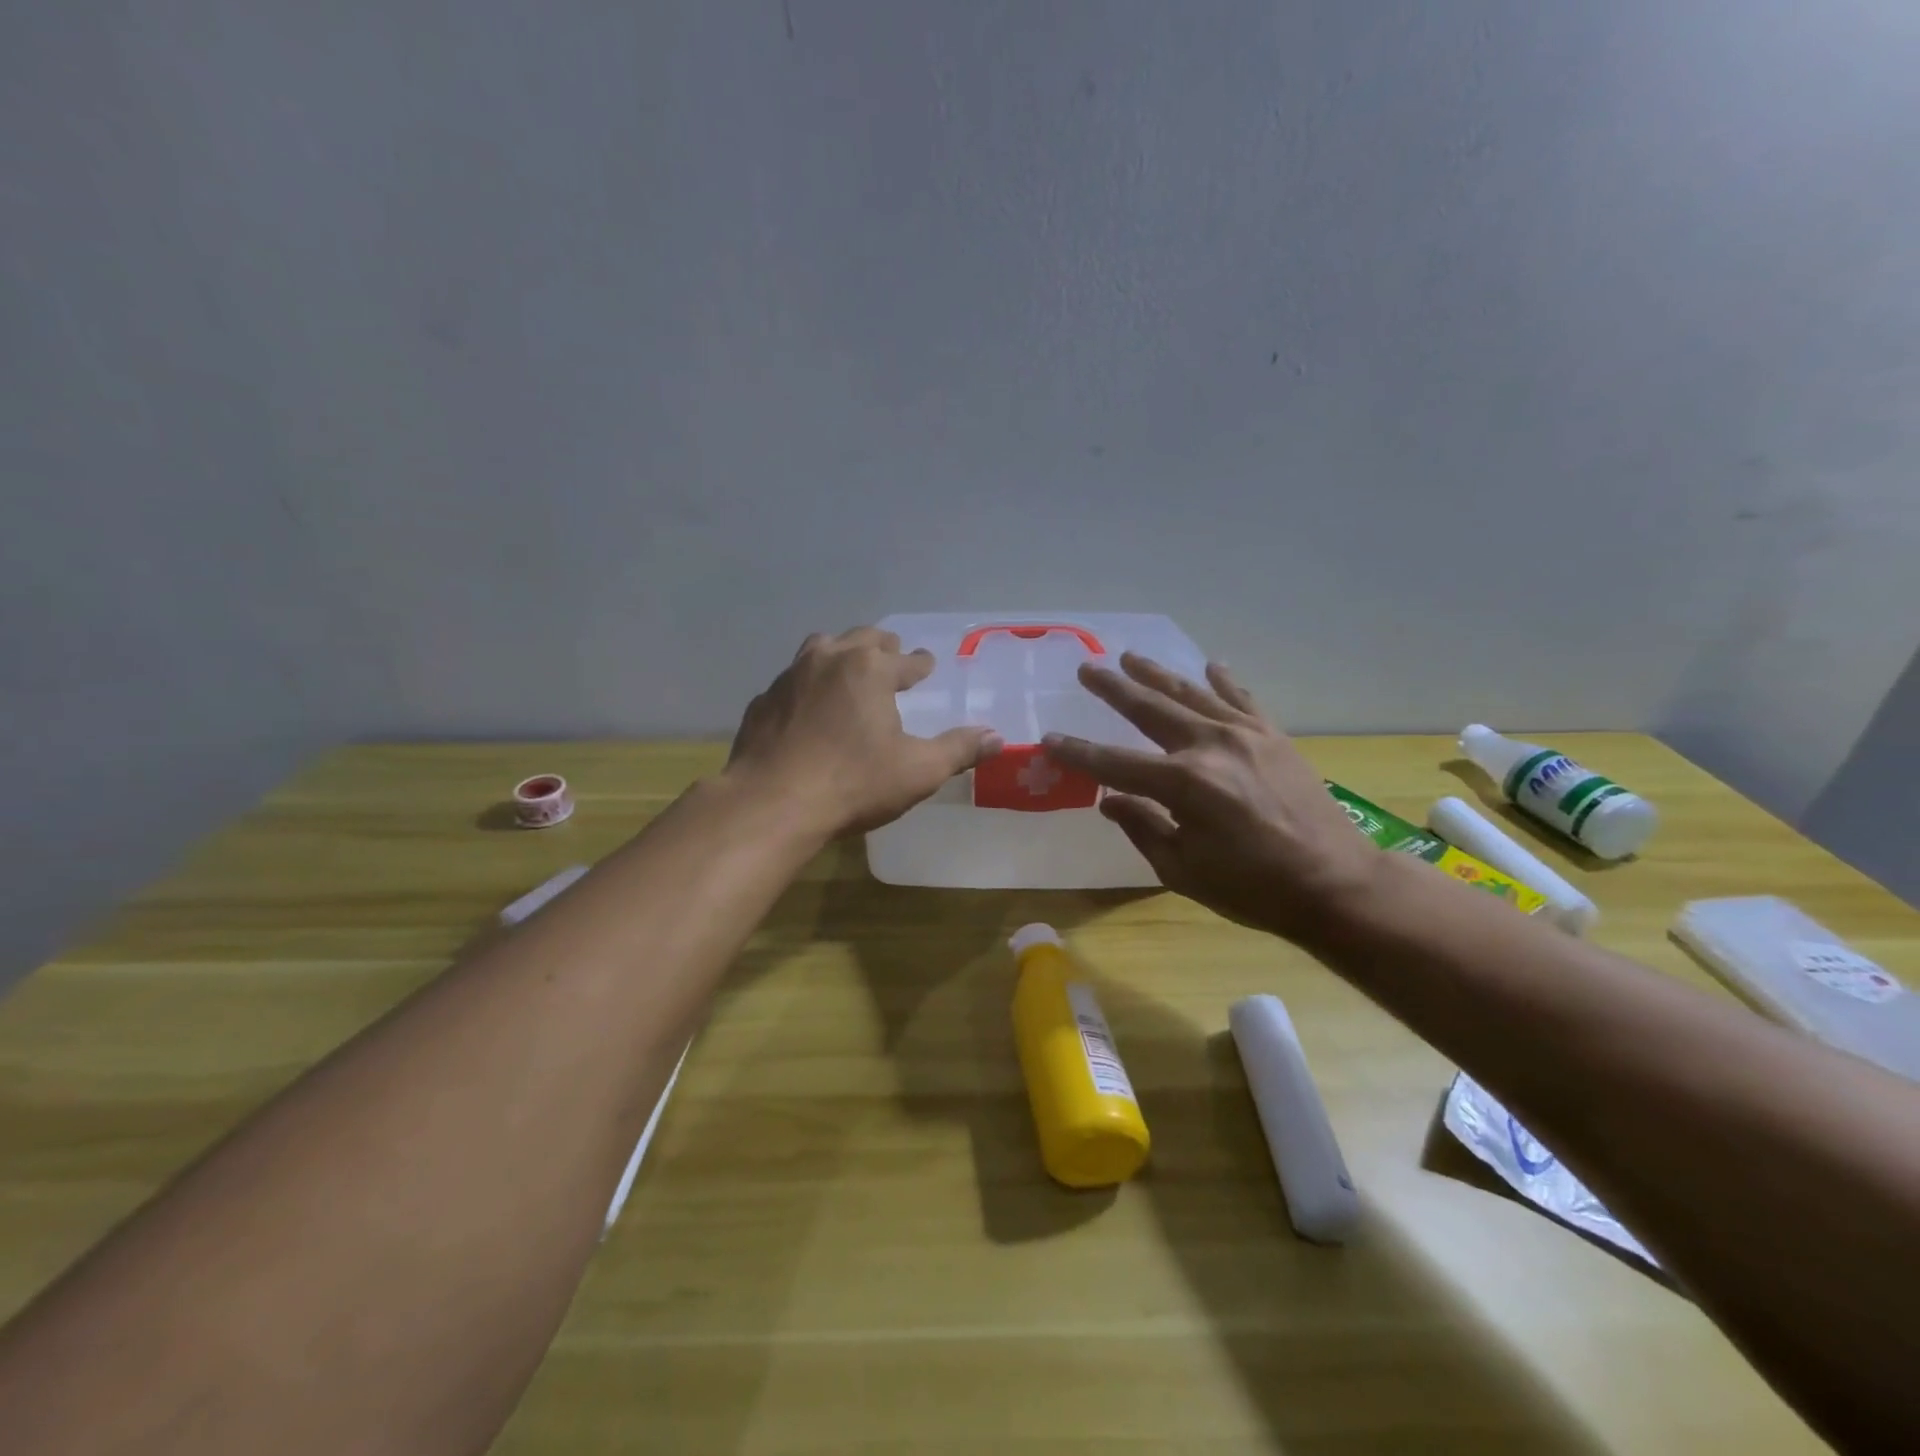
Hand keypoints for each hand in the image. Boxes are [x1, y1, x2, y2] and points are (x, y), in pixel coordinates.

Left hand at [727, 627, 1002, 837]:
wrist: (772, 803)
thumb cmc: (853, 783)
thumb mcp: (918, 770)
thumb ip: (959, 749)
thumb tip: (997, 737)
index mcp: (870, 669)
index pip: (906, 659)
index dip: (920, 663)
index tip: (927, 664)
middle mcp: (829, 660)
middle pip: (861, 639)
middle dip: (881, 647)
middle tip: (891, 655)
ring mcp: (789, 678)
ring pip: (820, 649)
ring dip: (840, 654)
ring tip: (849, 667)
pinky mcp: (763, 702)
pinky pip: (791, 682)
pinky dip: (806, 685)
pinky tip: (807, 706)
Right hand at [1042, 654, 1379, 941]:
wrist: (1335, 884)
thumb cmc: (1253, 887)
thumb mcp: (1183, 870)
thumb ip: (1142, 827)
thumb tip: (1108, 800)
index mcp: (1183, 783)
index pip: (1114, 762)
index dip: (1078, 752)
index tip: (1050, 739)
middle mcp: (1210, 746)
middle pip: (1150, 710)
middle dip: (1113, 689)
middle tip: (1087, 669)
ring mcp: (1245, 735)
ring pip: (1191, 693)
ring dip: (1157, 674)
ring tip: (1130, 657)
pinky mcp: (1273, 737)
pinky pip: (1242, 699)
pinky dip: (1223, 682)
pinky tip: (1210, 666)